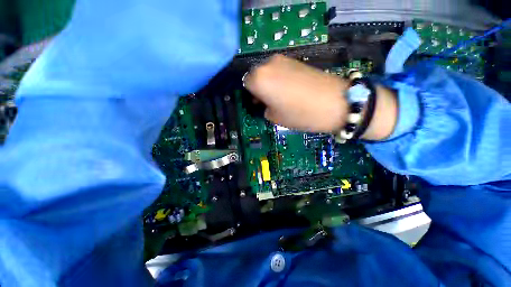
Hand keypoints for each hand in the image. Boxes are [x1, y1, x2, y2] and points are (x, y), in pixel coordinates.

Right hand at [243, 54, 348, 132]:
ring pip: (268, 72)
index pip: (246, 84)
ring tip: (281, 96)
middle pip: (257, 75)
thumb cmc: (300, 114)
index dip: (252, 96)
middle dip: (259, 88)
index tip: (259, 104)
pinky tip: (291, 89)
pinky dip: (280, 78)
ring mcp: (284, 59)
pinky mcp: (296, 60)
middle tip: (269, 101)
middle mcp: (268, 64)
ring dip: (270, 83)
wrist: (335, 102)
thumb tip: (265, 103)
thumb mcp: (275, 118)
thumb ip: (265, 108)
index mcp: (260, 79)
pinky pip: (280, 69)